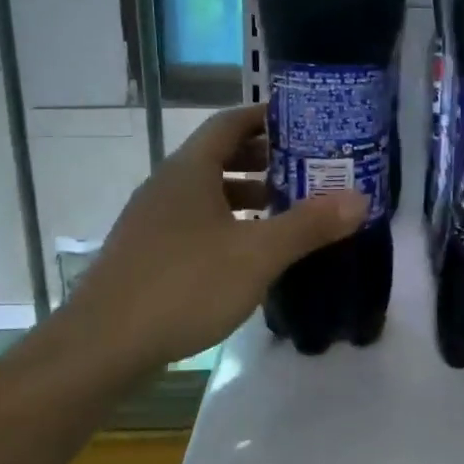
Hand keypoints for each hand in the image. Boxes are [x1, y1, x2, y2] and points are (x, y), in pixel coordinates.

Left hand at [30, 105, 365, 391]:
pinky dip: (228, 223)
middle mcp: (167, 185)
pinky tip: (249, 252)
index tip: (304, 123)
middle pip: (219, 155)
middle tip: (307, 168)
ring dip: (247, 194)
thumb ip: (309, 225)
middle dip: (264, 158)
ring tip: (286, 209)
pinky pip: (195, 221)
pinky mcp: (147, 253)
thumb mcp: (257, 254)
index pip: (230, 123)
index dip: (266, 117)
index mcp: (189, 170)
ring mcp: (153, 220)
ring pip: (207, 192)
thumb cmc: (184, 286)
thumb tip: (360, 198)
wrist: (103, 346)